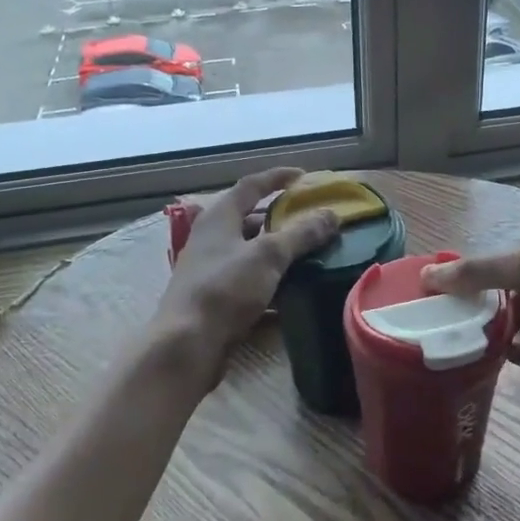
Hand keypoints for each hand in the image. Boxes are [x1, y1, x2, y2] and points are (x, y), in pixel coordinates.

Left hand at [155, 168, 338, 371]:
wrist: (188, 344)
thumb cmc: (225, 289)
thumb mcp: (268, 256)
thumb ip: (301, 234)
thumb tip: (331, 214)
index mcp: (219, 218)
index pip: (251, 185)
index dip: (277, 177)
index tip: (304, 176)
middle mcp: (211, 239)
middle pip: (249, 219)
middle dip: (280, 218)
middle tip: (311, 220)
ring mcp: (211, 271)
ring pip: (250, 253)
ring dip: (277, 252)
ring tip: (310, 254)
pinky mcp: (215, 300)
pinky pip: (249, 282)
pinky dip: (270, 282)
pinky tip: (293, 292)